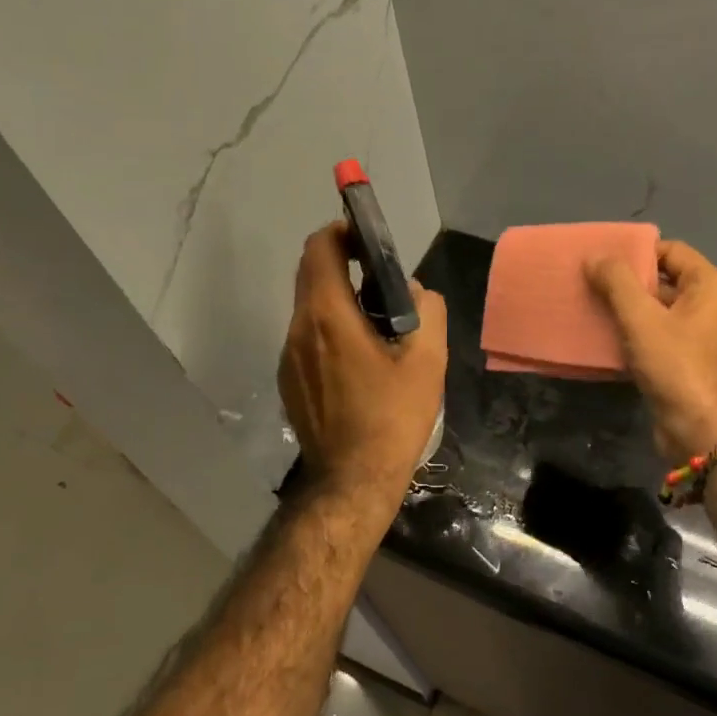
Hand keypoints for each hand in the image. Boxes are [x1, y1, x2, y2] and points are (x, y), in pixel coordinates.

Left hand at [279, 222, 446, 499]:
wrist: (352, 482)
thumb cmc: (393, 417)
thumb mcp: (428, 361)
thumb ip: (428, 312)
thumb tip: (416, 294)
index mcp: (328, 317)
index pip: (319, 250)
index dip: (341, 233)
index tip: (367, 238)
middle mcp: (298, 330)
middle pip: (309, 274)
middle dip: (340, 261)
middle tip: (378, 273)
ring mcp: (288, 358)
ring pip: (307, 307)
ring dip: (335, 296)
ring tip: (375, 317)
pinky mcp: (289, 381)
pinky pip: (306, 336)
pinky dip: (328, 326)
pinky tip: (358, 356)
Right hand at [586, 240, 716, 464]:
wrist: (706, 435)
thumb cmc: (679, 368)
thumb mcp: (642, 319)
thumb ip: (617, 282)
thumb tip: (595, 257)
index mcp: (709, 285)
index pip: (670, 251)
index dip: (635, 251)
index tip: (599, 258)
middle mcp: (708, 306)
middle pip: (662, 280)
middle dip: (624, 281)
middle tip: (585, 280)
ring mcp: (697, 336)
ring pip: (655, 311)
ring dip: (623, 309)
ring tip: (585, 305)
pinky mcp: (684, 363)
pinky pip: (654, 337)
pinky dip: (630, 335)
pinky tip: (599, 337)